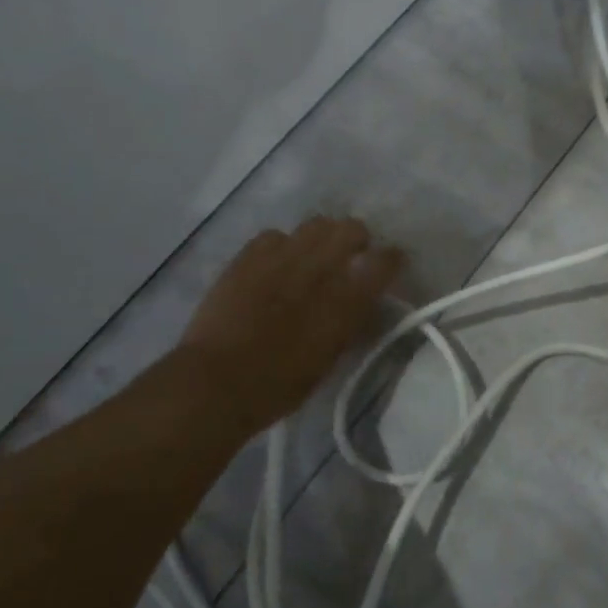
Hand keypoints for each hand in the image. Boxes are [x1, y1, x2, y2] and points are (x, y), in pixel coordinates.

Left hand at [179, 216, 404, 431]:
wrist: (216, 381)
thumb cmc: (278, 384)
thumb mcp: (329, 358)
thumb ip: (350, 321)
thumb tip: (363, 301)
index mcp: (346, 299)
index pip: (385, 260)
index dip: (391, 259)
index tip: (390, 265)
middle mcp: (319, 267)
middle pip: (352, 228)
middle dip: (356, 240)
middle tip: (349, 259)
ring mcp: (281, 255)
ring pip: (316, 224)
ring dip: (321, 237)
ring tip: (312, 257)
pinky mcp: (249, 255)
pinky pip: (276, 235)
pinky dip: (282, 245)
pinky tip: (276, 264)